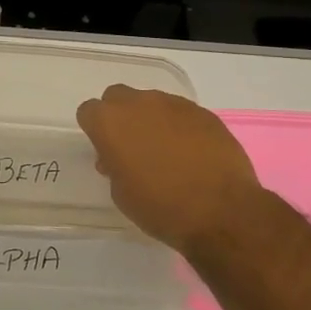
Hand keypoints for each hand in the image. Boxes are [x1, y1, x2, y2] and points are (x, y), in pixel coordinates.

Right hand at [76, 85, 269, 253]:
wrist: (221, 211)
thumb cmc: (161, 207)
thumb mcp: (122, 194)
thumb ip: (113, 167)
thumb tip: (117, 158)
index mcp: (110, 123)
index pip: (89, 111)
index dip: (95, 130)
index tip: (106, 151)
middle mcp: (138, 104)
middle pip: (118, 97)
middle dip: (121, 117)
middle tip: (132, 147)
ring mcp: (173, 104)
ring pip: (151, 102)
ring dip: (151, 120)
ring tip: (166, 152)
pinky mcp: (203, 112)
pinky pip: (181, 113)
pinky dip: (180, 127)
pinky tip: (192, 153)